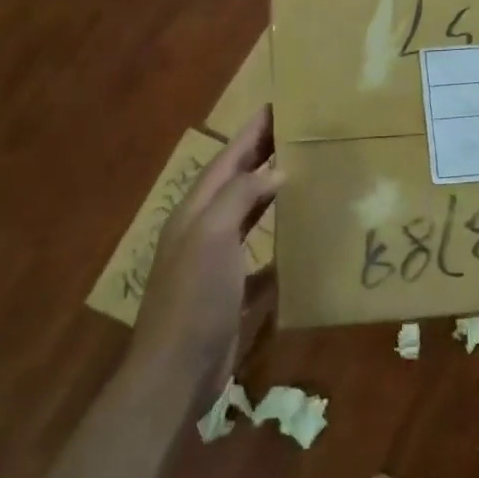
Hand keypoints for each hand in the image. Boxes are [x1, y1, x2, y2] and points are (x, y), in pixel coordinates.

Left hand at [131, 107, 280, 400]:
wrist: (176, 371)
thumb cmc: (194, 298)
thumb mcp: (212, 237)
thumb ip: (240, 197)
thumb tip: (275, 170)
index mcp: (196, 212)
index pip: (227, 159)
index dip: (251, 133)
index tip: (277, 106)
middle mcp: (205, 230)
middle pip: (237, 182)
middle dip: (262, 155)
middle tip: (296, 133)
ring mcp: (217, 263)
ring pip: (248, 216)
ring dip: (271, 194)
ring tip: (302, 174)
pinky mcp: (232, 292)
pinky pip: (260, 258)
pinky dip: (278, 243)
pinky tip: (301, 240)